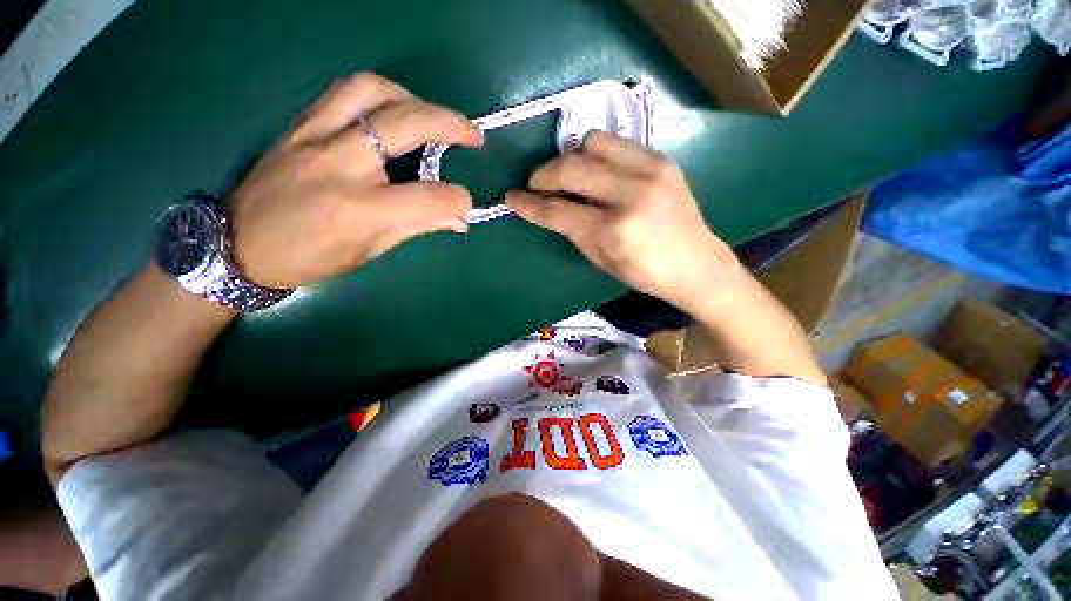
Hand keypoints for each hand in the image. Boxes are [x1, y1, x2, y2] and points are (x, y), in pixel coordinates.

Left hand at [229, 72, 483, 288]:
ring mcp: (315, 136)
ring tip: (429, 115)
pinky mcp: (299, 124)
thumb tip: (459, 221)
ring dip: (413, 98)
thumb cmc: (312, 257)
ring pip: (372, 90)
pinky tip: (391, 111)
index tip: (464, 206)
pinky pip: (344, 91)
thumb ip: (419, 227)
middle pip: (407, 124)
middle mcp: (340, 165)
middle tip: (473, 134)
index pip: (431, 197)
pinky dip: (379, 94)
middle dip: (451, 124)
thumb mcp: (371, 251)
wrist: (239, 244)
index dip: (459, 201)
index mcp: (361, 210)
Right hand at [506, 132, 743, 313]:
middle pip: (572, 168)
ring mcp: (651, 171)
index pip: (559, 211)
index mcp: (614, 232)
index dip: (529, 204)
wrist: (698, 265)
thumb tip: (549, 209)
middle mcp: (632, 195)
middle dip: (543, 174)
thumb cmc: (645, 274)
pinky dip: (597, 154)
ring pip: (593, 142)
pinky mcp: (663, 160)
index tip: (511, 198)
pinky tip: (597, 171)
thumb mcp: (601, 261)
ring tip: (570, 175)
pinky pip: (617, 143)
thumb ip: (573, 231)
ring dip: (572, 157)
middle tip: (535, 184)